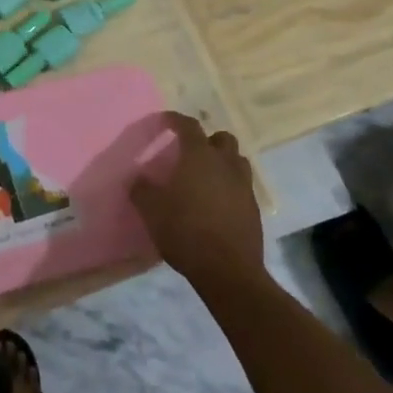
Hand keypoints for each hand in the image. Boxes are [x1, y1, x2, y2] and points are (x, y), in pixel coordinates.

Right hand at [131, 113, 263, 292]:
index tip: (165, 121)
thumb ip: (142, 189)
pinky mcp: (254, 209)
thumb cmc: (186, 232)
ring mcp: (244, 186)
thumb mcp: (152, 211)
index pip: (189, 126)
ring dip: (223, 162)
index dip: (176, 120)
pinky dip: (230, 187)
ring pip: (237, 162)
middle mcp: (225, 164)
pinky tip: (216, 203)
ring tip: (206, 176)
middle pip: (222, 139)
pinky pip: (242, 187)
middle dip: (207, 140)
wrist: (228, 272)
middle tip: (190, 152)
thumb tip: (138, 178)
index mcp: (199, 157)